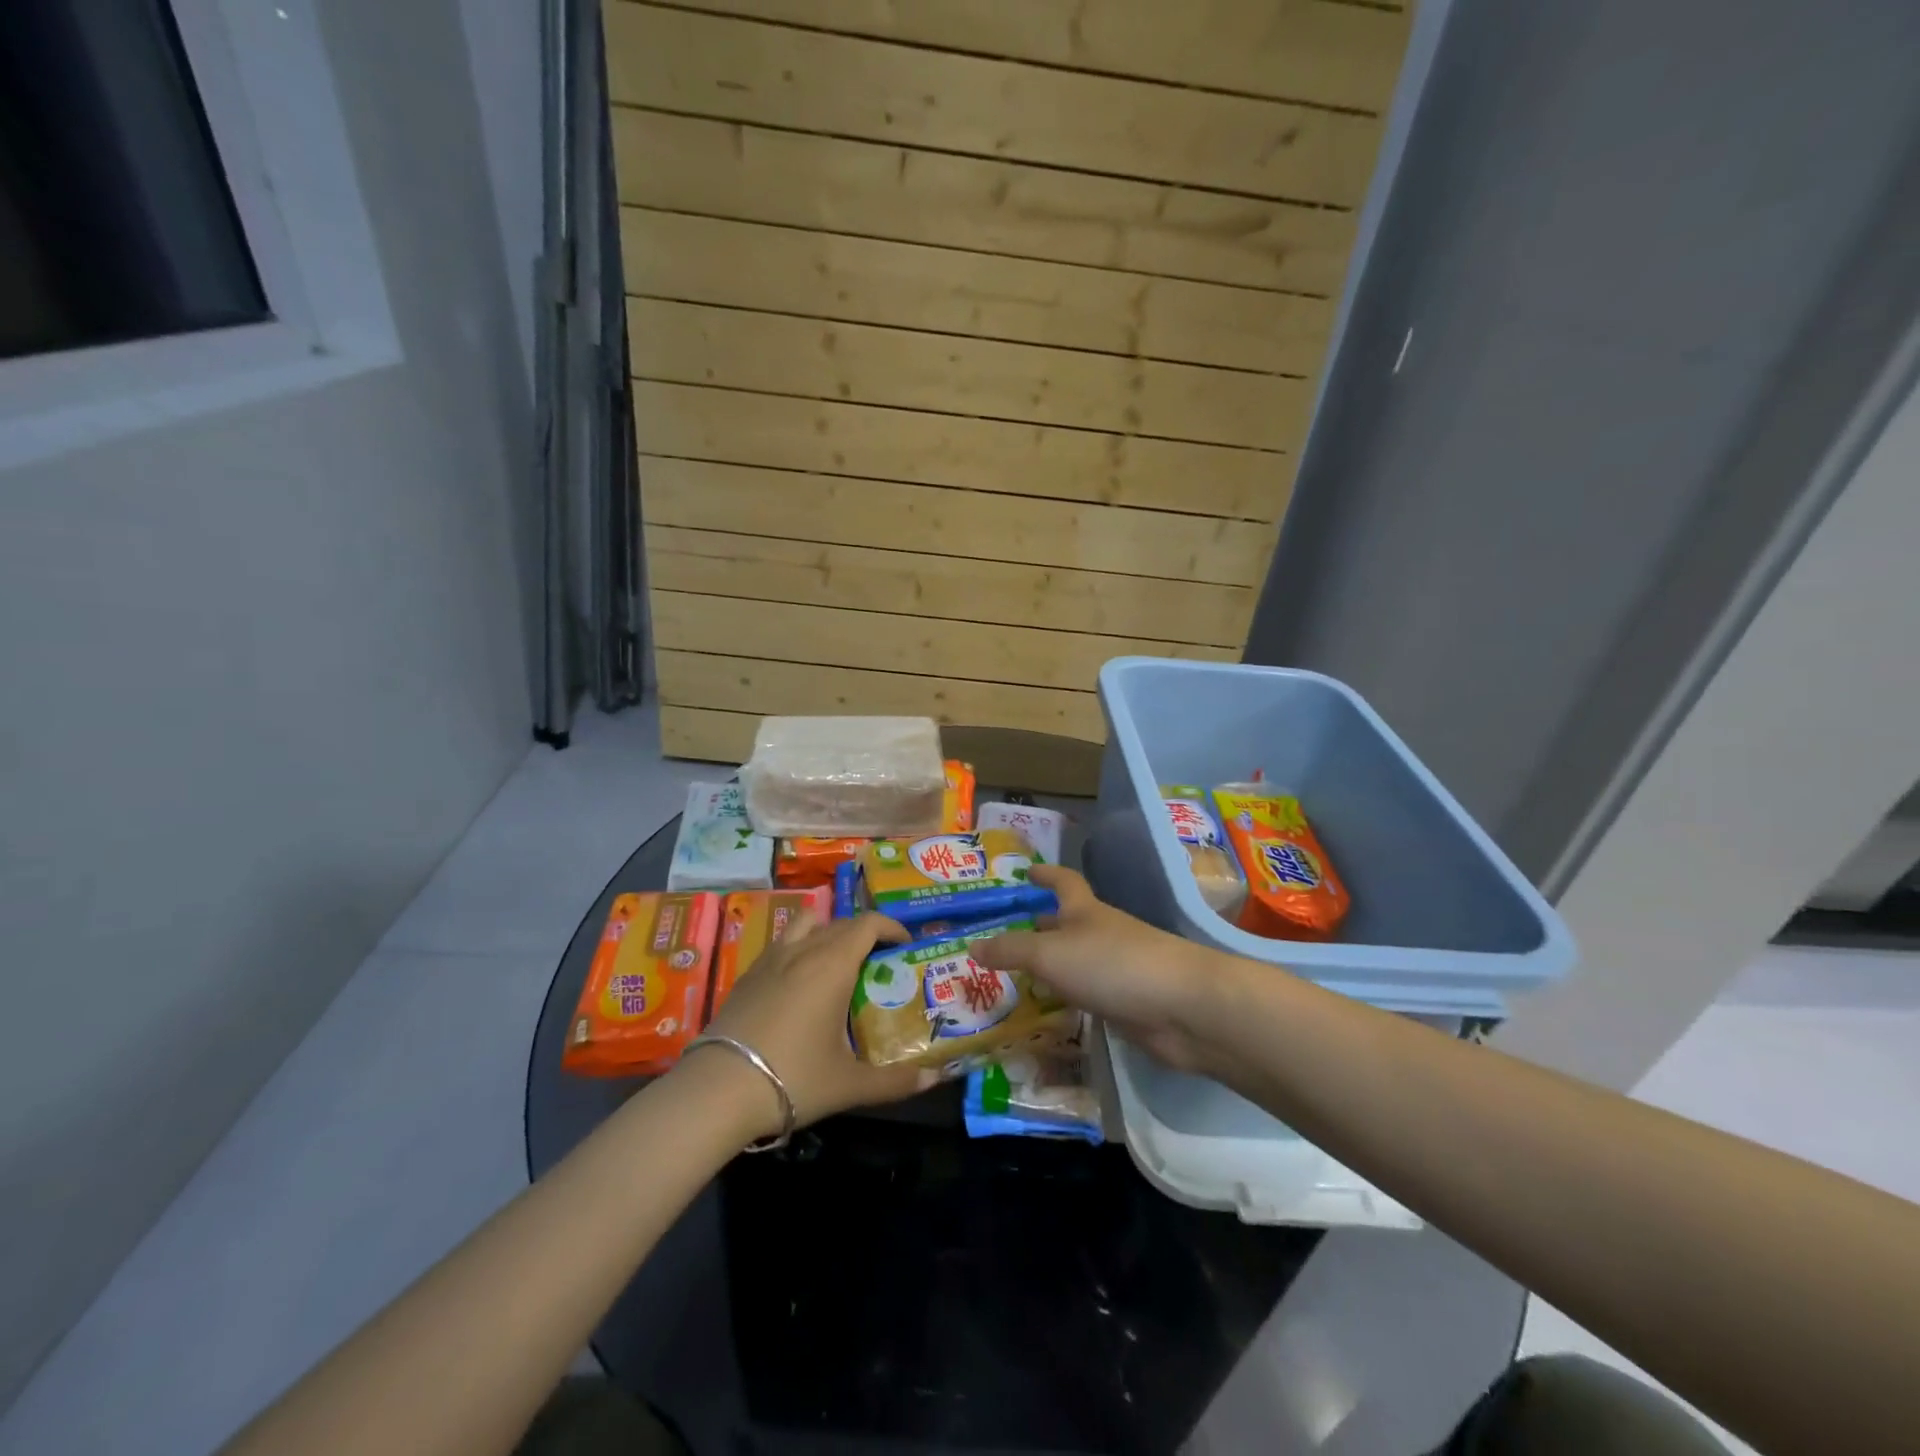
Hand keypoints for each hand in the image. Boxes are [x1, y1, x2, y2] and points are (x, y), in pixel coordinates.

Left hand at [689, 912, 936, 1135]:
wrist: (718, 1090)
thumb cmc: (793, 1078)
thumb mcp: (850, 1085)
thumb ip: (896, 1080)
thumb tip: (934, 1078)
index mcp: (833, 965)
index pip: (868, 923)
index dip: (891, 927)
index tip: (905, 945)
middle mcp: (804, 950)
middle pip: (841, 923)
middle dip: (865, 934)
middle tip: (879, 962)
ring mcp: (771, 959)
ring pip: (807, 923)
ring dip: (828, 931)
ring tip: (837, 962)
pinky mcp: (748, 975)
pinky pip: (782, 943)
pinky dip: (800, 947)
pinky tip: (800, 984)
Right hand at [972, 865, 1224, 1072]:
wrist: (1182, 1007)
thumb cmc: (1113, 964)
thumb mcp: (1051, 953)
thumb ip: (1011, 950)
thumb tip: (972, 945)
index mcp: (1085, 911)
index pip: (1063, 882)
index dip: (1045, 874)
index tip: (1025, 872)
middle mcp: (1100, 933)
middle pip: (1065, 924)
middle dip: (1038, 926)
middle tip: (1000, 936)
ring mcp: (1115, 969)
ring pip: (1074, 962)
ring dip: (1049, 967)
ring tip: (1012, 978)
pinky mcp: (1125, 1003)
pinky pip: (1086, 995)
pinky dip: (1066, 998)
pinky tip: (1046, 1011)